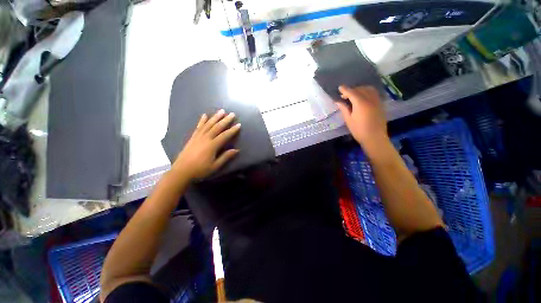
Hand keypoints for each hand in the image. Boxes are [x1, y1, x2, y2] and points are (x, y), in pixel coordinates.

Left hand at [172, 109, 240, 179]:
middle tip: (232, 114)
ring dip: (215, 117)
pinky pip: (198, 127)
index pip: (225, 135)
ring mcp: (198, 137)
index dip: (232, 130)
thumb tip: (236, 150)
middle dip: (225, 120)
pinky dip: (202, 120)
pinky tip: (204, 115)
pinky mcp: (193, 137)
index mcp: (212, 146)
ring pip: (208, 124)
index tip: (239, 124)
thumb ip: (225, 157)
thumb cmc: (200, 170)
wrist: (182, 171)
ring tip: (221, 111)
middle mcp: (205, 138)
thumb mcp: (215, 166)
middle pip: (217, 127)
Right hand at [335, 85, 387, 145]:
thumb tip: (338, 101)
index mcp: (361, 103)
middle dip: (352, 90)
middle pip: (360, 89)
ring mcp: (377, 101)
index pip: (352, 92)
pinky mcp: (380, 104)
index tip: (340, 87)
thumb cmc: (359, 130)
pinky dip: (367, 92)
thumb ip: (344, 109)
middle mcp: (370, 99)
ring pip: (369, 89)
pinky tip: (362, 98)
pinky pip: (374, 93)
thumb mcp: (348, 120)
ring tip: (354, 95)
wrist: (375, 138)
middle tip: (344, 95)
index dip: (345, 89)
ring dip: (360, 89)